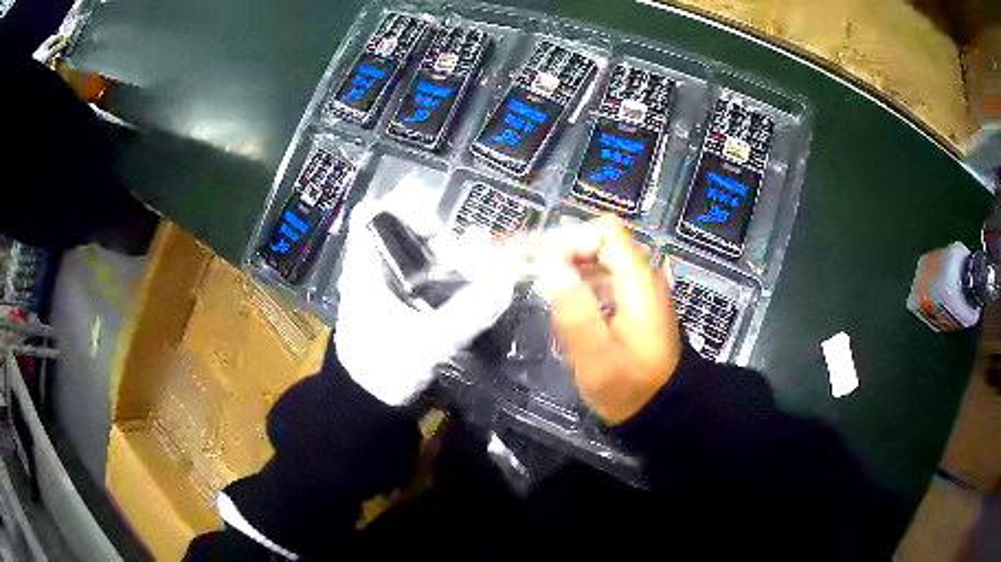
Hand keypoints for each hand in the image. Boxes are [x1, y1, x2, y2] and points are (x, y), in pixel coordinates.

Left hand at [334, 176, 514, 404]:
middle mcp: (374, 268)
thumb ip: (465, 316)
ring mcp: (387, 285)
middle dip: (440, 236)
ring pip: (419, 253)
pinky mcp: (400, 303)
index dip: (403, 206)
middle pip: (405, 230)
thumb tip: (504, 286)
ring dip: (449, 256)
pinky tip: (473, 285)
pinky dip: (449, 275)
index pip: (372, 214)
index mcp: (365, 268)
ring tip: (480, 270)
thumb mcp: (425, 344)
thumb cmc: (383, 370)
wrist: (365, 404)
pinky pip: (426, 276)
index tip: (437, 224)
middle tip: (472, 255)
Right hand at [536, 216, 682, 424]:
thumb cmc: (629, 388)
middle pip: (597, 242)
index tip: (542, 267)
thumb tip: (551, 266)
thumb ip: (575, 312)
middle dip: (559, 251)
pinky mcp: (630, 304)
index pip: (604, 231)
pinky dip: (574, 283)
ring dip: (563, 267)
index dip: (570, 241)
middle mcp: (640, 276)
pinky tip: (557, 304)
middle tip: (521, 268)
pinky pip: (599, 279)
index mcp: (638, 281)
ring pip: (596, 260)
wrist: (660, 410)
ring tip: (533, 285)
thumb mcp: (598, 359)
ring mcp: (636, 289)